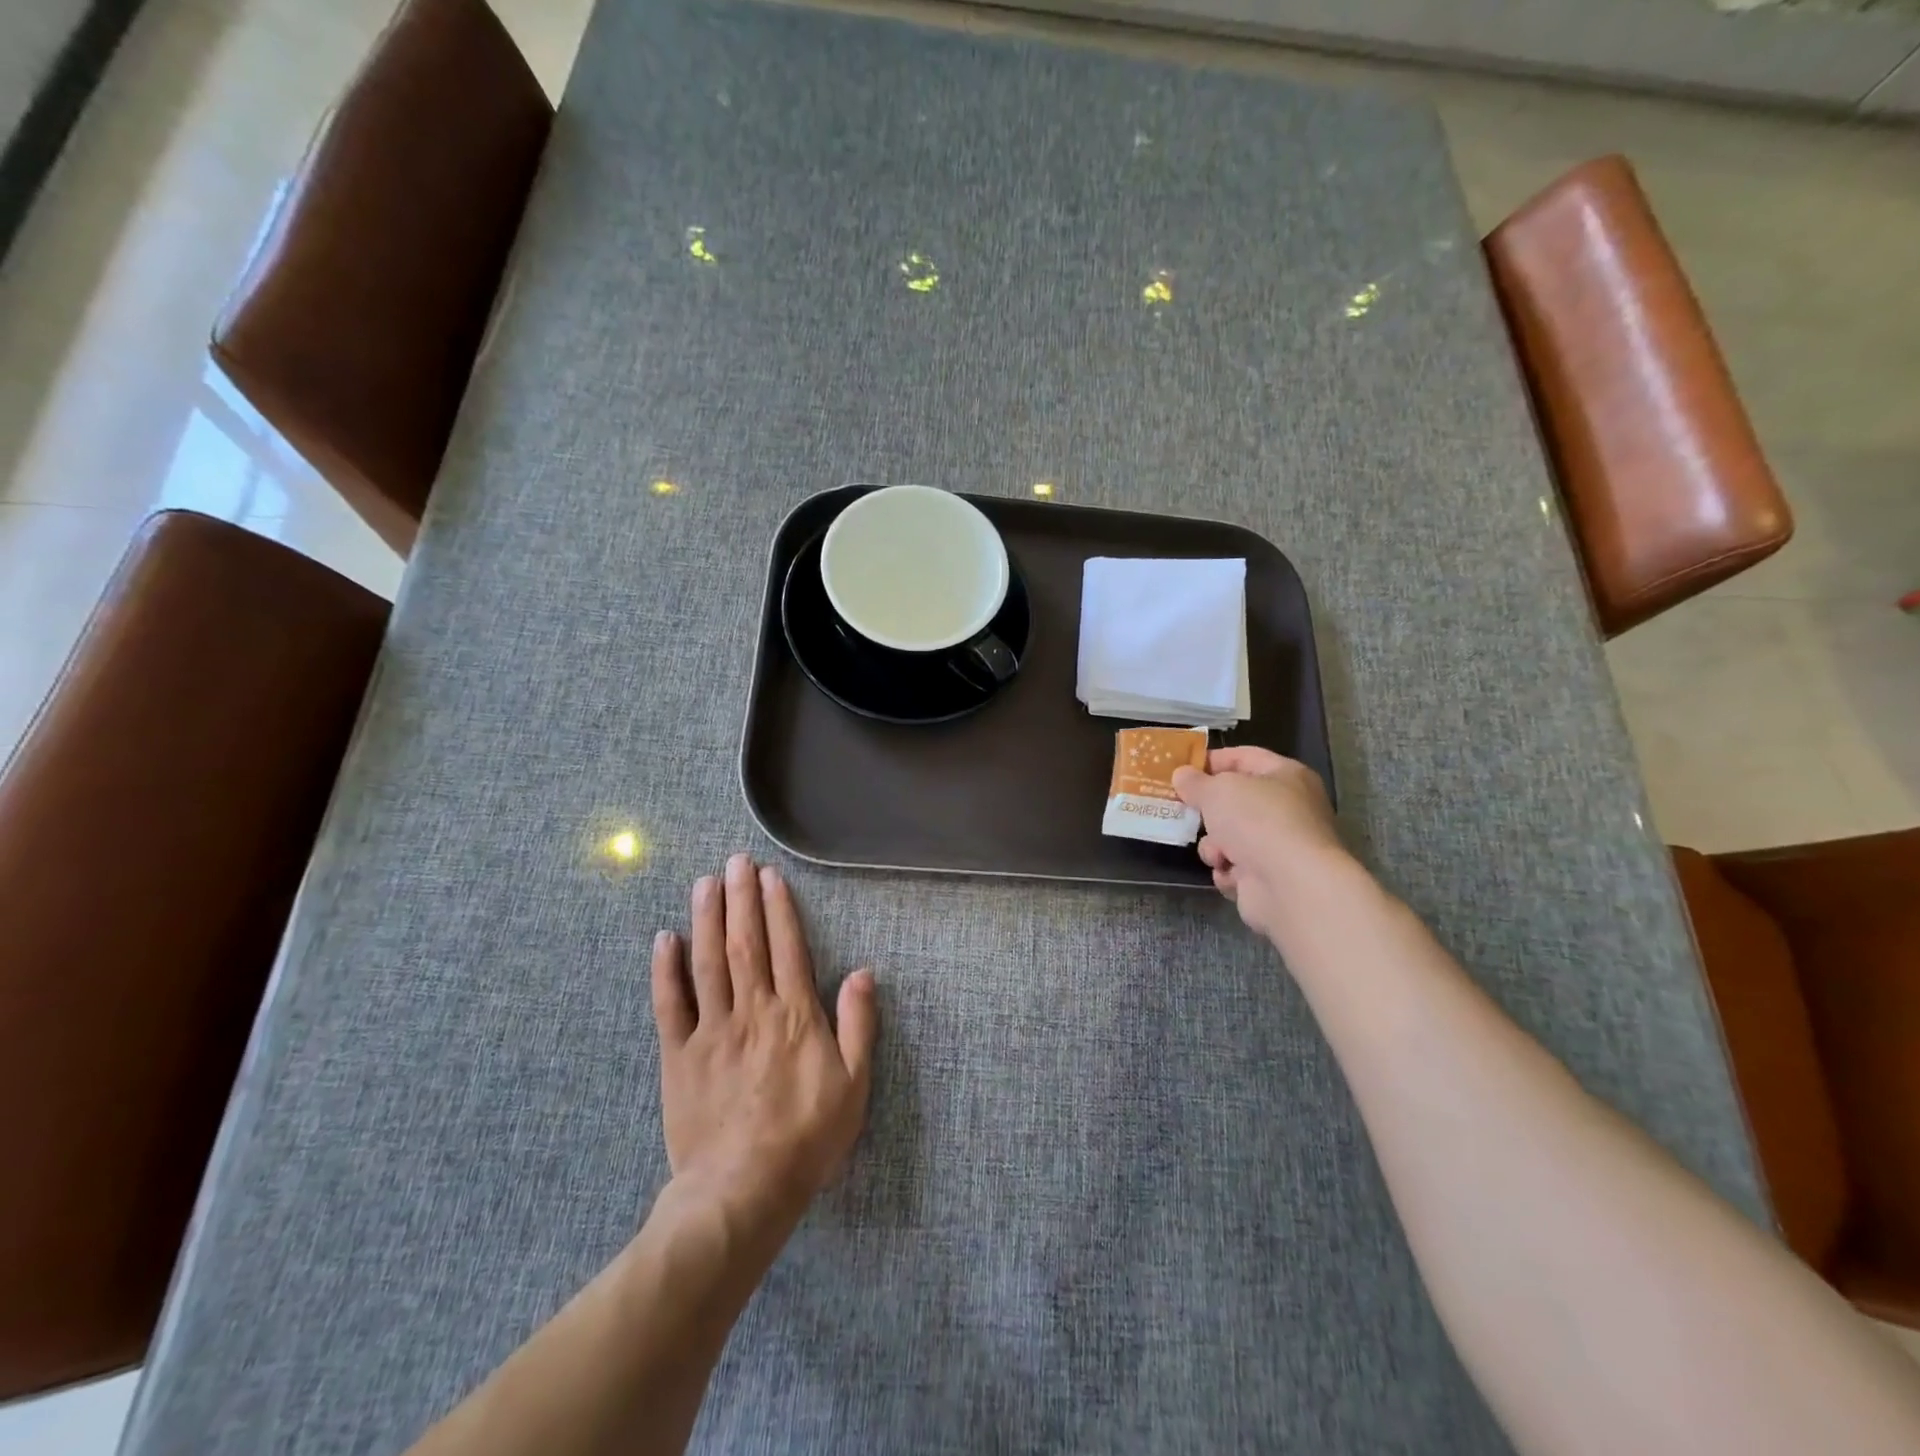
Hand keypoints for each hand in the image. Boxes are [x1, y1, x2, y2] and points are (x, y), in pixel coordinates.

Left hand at [651, 854, 877, 1229]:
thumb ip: (859, 1025)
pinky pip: (669, 1004)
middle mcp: (752, 1010)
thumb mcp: (854, 1084)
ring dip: (706, 918)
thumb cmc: (807, 1137)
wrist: (742, 1190)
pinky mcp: (679, 1055)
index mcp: (795, 1014)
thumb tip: (864, 972)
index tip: (770, 876)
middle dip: (740, 898)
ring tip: (705, 883)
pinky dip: (666, 969)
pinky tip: (665, 939)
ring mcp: (711, 1030)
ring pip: (707, 961)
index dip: (778, 907)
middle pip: (745, 942)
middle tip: (735, 861)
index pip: (787, 946)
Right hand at [1172, 746, 1347, 942]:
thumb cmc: (1257, 821)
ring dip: (1215, 846)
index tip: (1181, 769)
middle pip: (1236, 801)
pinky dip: (1228, 871)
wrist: (1290, 885)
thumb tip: (1182, 775)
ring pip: (1231, 837)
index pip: (1244, 757)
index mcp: (1286, 775)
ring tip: (1217, 853)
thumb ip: (1195, 782)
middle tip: (1183, 811)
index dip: (1212, 760)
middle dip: (1209, 810)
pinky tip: (1230, 874)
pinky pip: (1236, 867)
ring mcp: (1280, 845)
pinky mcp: (1271, 878)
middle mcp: (1288, 808)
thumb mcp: (1217, 790)